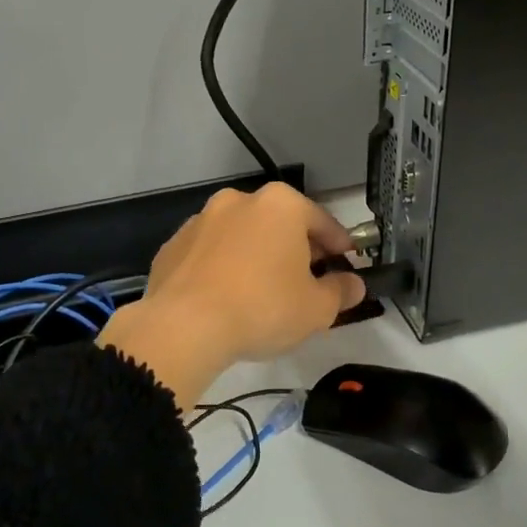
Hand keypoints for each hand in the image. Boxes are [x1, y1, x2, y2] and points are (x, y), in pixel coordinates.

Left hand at [99, 184, 365, 409]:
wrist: (184, 326)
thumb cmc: (262, 308)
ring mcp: (200, 220)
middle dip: (296, 249)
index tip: (348, 264)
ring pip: (242, 236)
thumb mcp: (317, 308)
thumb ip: (341, 291)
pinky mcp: (173, 246)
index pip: (323, 222)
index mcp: (280, 205)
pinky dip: (222, 268)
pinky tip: (226, 298)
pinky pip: (210, 254)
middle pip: (280, 224)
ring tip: (263, 292)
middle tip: (308, 282)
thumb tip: (354, 284)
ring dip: (256, 256)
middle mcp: (239, 201)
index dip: (340, 246)